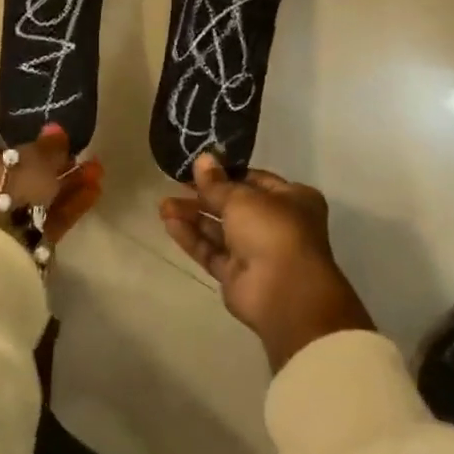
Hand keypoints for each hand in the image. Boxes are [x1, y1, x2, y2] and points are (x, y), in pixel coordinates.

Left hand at [0, 90, 83, 248]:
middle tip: (76, 152)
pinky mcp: (19, 246)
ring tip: (96, 169)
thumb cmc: (2, 188)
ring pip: (34, 200)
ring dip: (66, 185)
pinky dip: (69, 206)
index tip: (42, 134)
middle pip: (14, 176)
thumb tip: (56, 130)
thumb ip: (47, 147)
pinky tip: (95, 190)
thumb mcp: (31, 159)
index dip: (14, 139)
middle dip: (49, 166)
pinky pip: (45, 220)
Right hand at [161, 154, 374, 372]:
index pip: (253, 179)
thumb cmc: (272, 230)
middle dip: (202, 196)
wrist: (284, 294)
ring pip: (219, 229)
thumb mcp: (241, 198)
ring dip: (192, 216)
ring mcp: (256, 252)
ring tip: (163, 206)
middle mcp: (276, 224)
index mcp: (291, 199)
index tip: (197, 167)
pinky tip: (170, 224)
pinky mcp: (237, 275)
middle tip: (175, 184)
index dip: (225, 173)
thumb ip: (216, 182)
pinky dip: (193, 238)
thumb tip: (202, 159)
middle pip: (233, 205)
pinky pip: (212, 252)